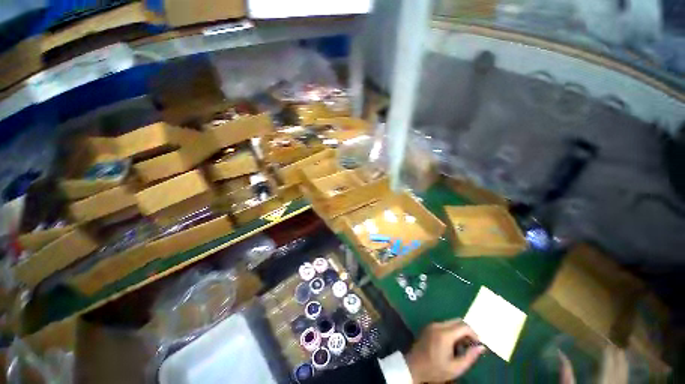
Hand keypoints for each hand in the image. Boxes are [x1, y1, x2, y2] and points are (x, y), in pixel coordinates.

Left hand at [405, 320, 485, 383]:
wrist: (414, 366)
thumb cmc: (435, 369)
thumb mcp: (455, 368)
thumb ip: (470, 357)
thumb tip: (481, 347)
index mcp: (445, 334)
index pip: (464, 326)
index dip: (474, 334)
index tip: (477, 345)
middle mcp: (438, 325)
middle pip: (457, 321)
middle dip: (467, 332)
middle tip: (470, 346)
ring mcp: (432, 324)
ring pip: (451, 322)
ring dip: (459, 332)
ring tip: (461, 348)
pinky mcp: (428, 326)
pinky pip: (444, 324)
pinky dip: (451, 331)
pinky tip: (451, 345)